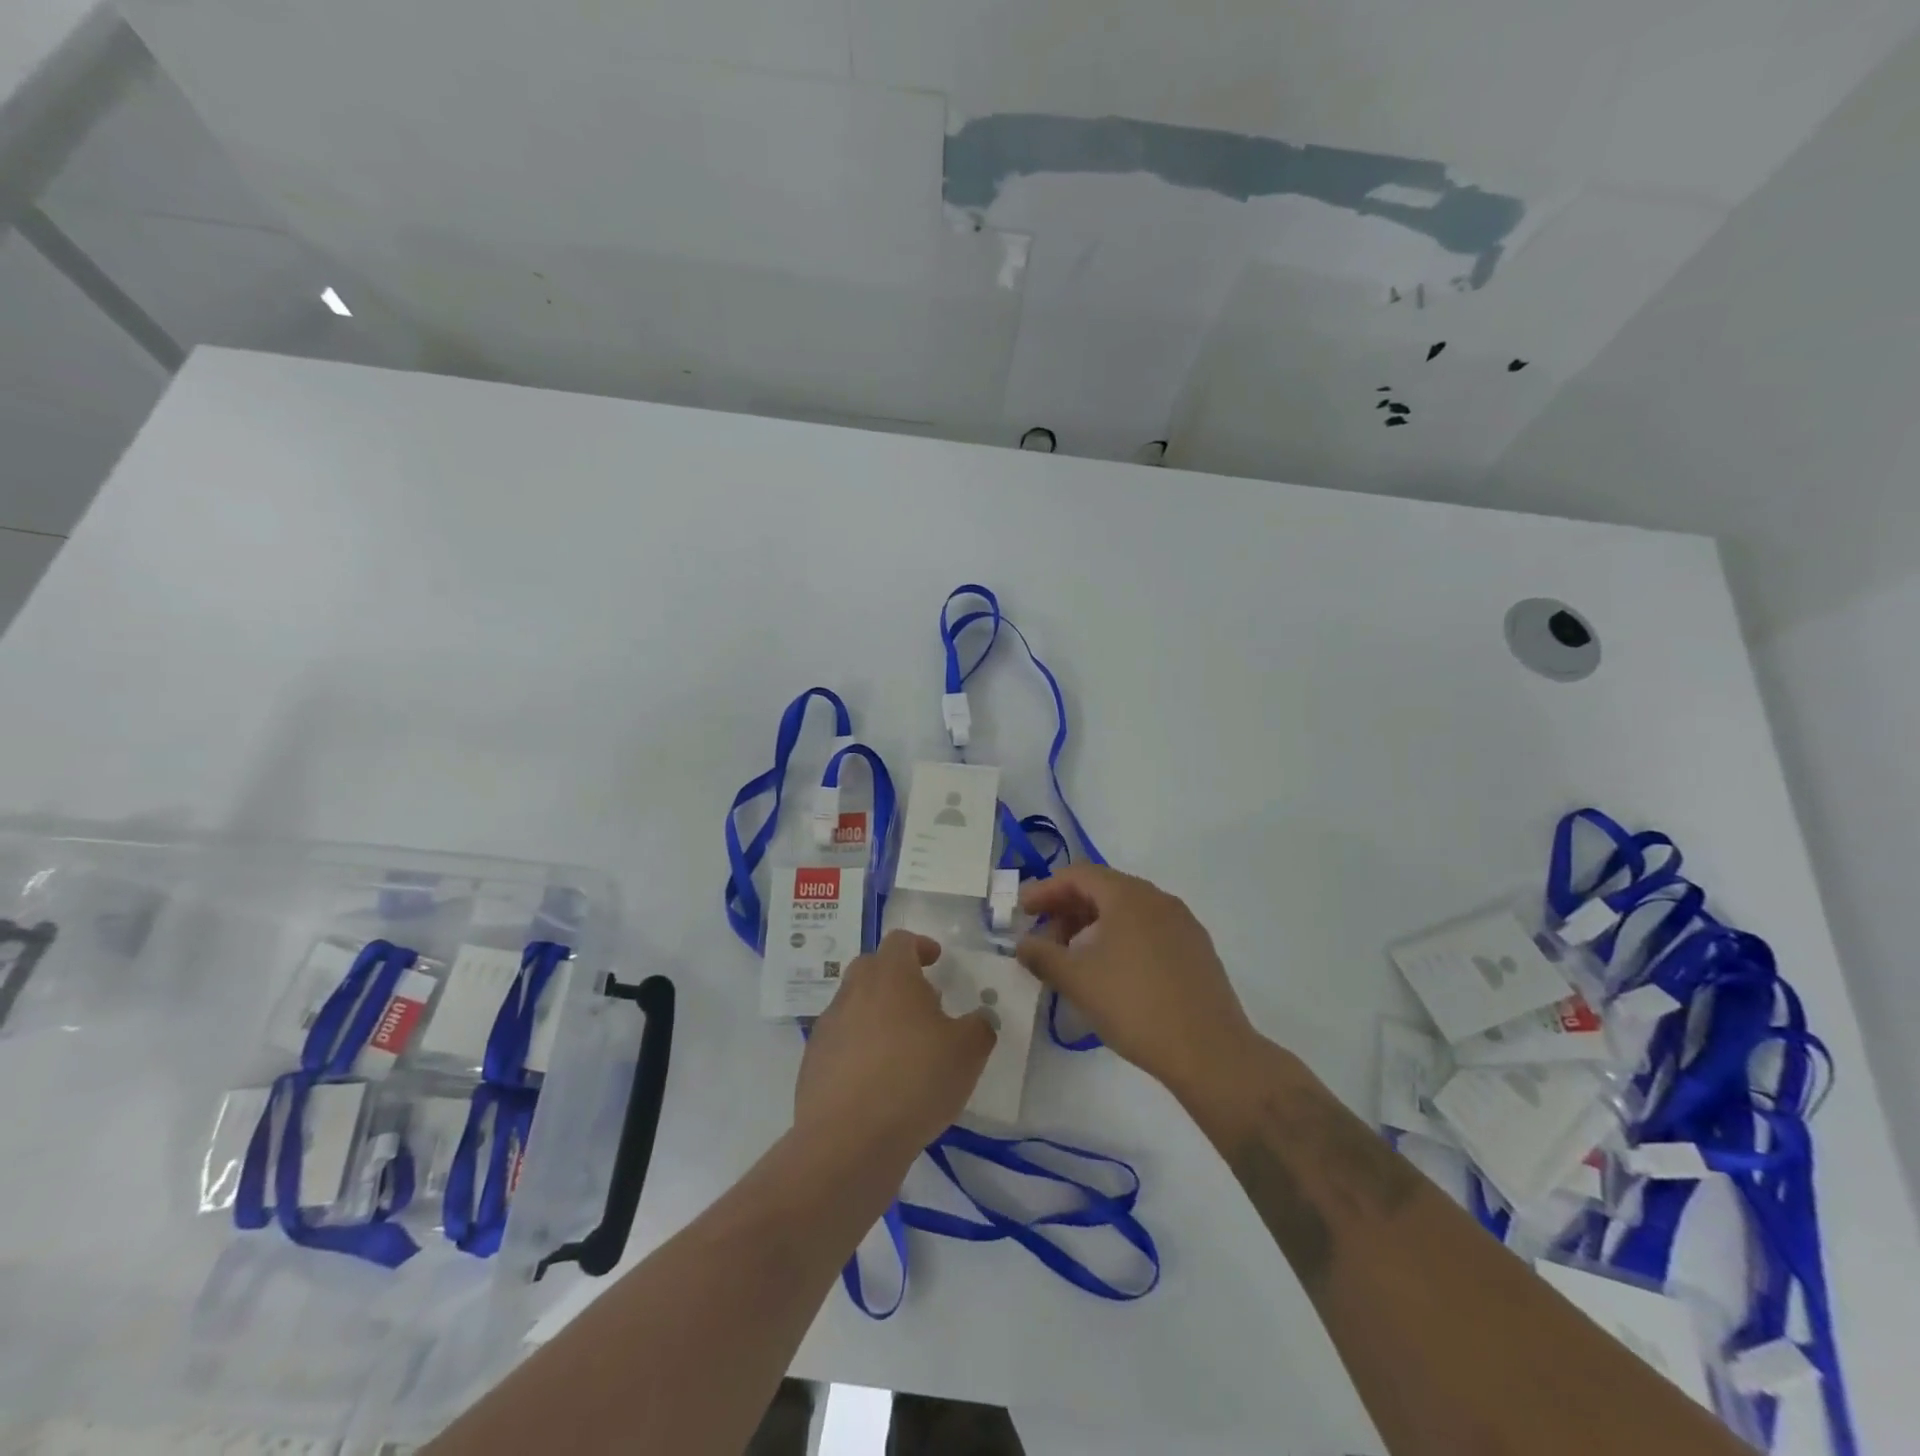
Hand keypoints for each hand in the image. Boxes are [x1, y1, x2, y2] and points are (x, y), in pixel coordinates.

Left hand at [796, 930, 995, 1156]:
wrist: (848, 1141)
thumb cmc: (915, 1081)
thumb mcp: (968, 1052)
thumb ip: (979, 1027)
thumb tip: (979, 1018)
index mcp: (890, 975)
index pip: (900, 941)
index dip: (920, 946)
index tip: (936, 960)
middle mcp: (854, 991)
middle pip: (872, 968)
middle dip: (896, 977)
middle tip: (922, 1003)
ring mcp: (828, 1027)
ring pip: (854, 1005)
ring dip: (876, 1015)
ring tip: (902, 1049)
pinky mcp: (812, 1063)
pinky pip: (840, 1043)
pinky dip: (858, 1050)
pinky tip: (878, 1082)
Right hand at [1015, 865, 1259, 1099]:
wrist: (1210, 1052)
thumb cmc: (1135, 1006)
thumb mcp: (1077, 980)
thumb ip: (1042, 955)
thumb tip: (1022, 944)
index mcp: (1129, 895)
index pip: (1078, 875)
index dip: (1045, 890)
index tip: (1022, 912)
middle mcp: (1158, 899)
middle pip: (1104, 888)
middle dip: (1067, 908)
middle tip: (1044, 937)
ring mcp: (1182, 923)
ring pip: (1127, 910)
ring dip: (1093, 924)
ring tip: (1073, 957)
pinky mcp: (1196, 949)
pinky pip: (1148, 929)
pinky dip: (1120, 937)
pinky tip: (1111, 970)